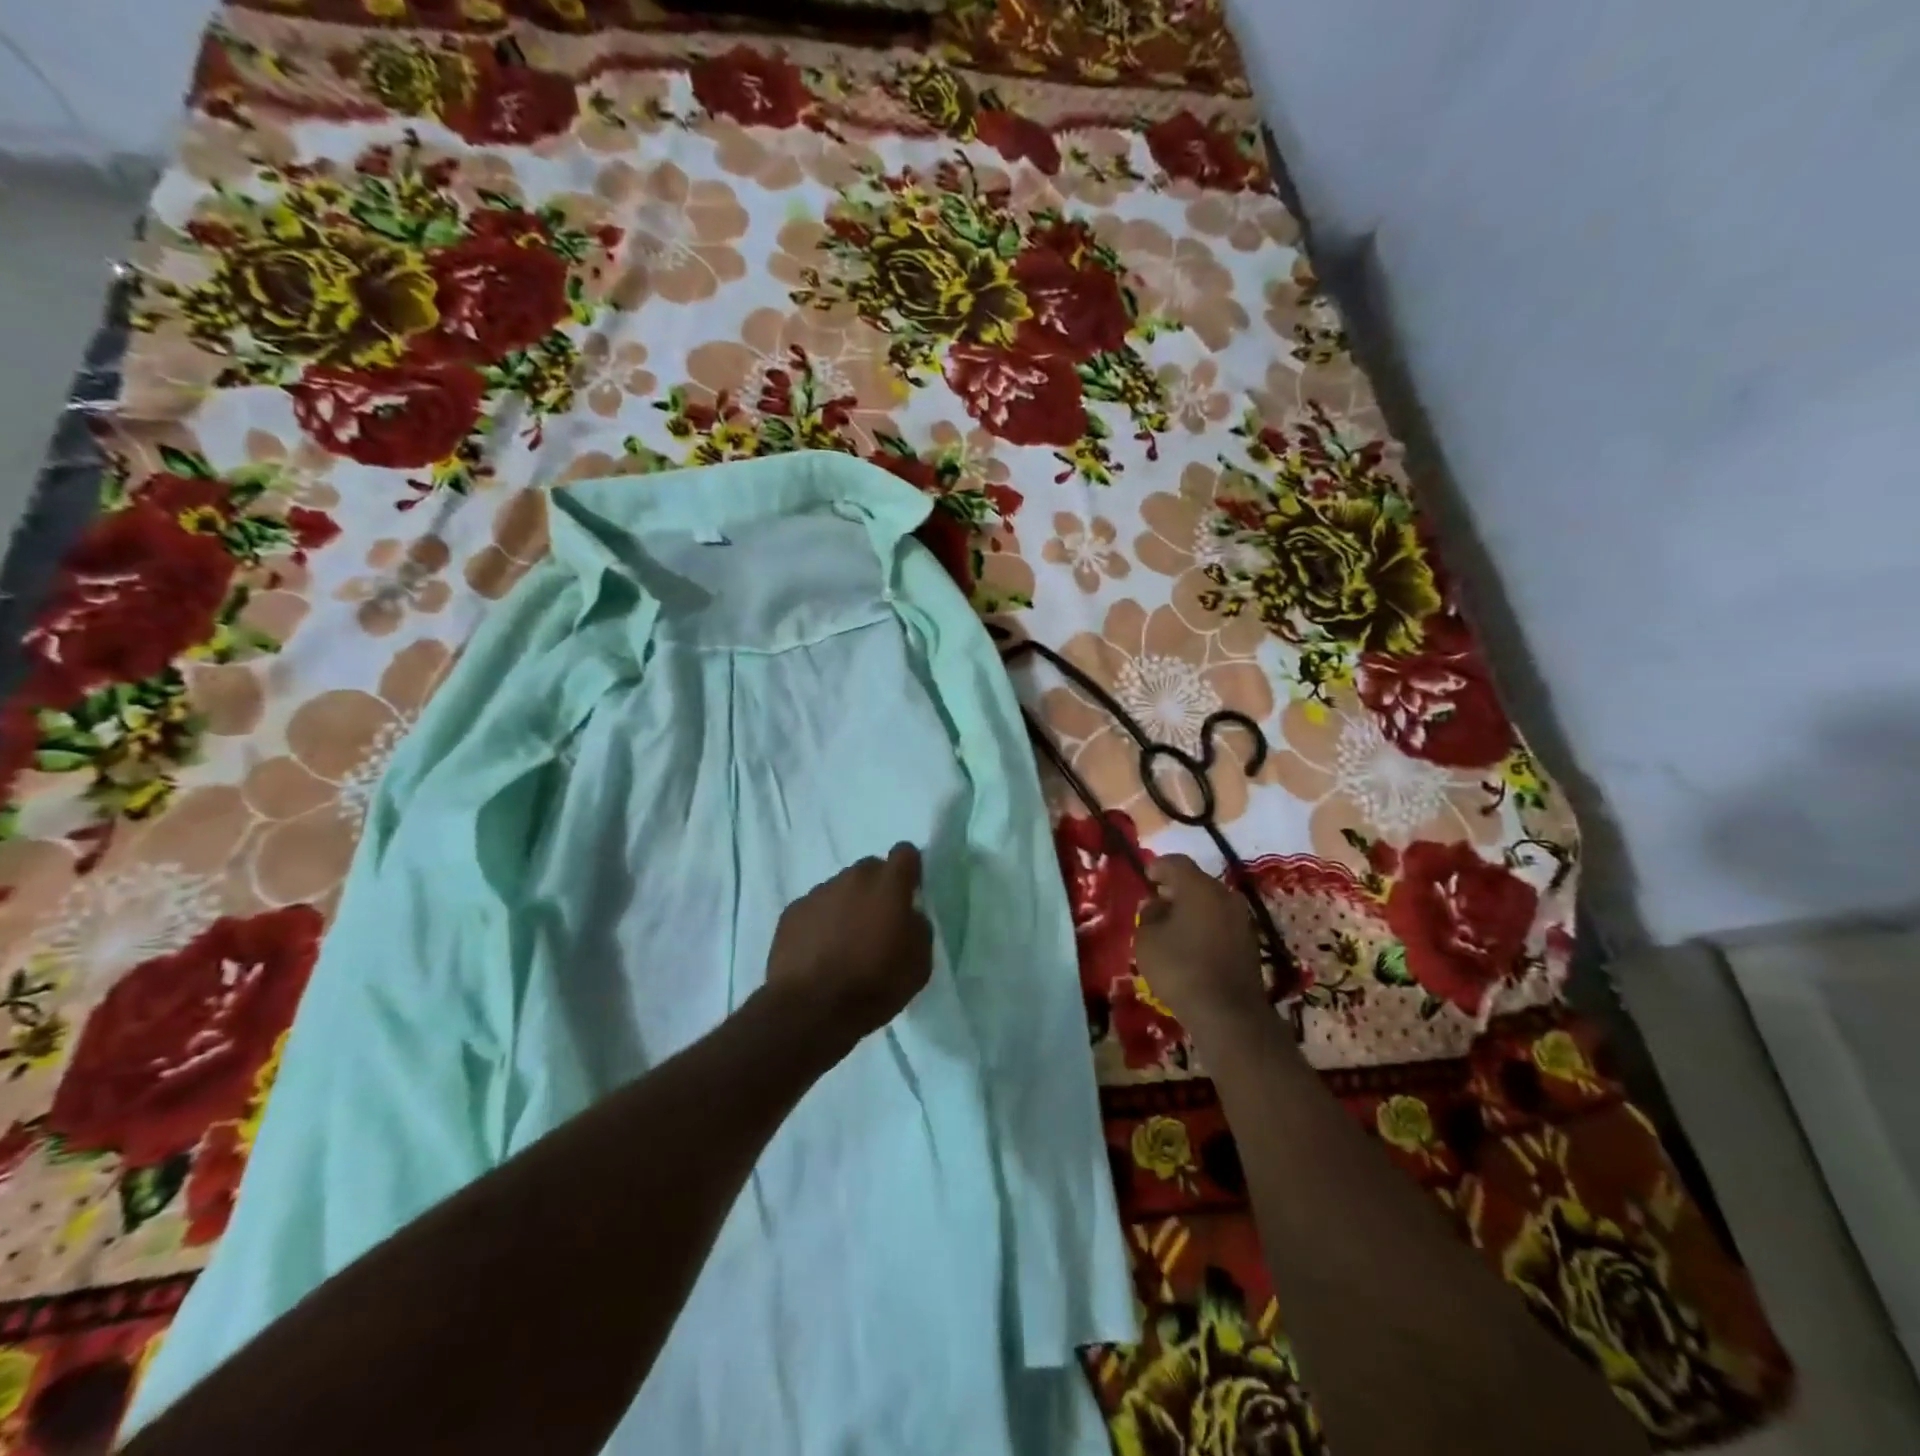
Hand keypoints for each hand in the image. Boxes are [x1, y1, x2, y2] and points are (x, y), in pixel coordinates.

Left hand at [763, 843, 932, 1059]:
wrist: (810, 1010)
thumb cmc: (874, 986)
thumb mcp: (919, 964)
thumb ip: (918, 928)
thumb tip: (909, 916)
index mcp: (888, 885)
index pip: (905, 853)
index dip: (910, 869)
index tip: (910, 891)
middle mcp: (852, 878)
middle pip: (870, 869)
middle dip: (877, 889)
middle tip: (878, 924)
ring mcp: (818, 893)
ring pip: (840, 889)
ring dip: (847, 906)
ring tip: (845, 943)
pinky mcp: (791, 912)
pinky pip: (815, 908)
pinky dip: (821, 923)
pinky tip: (820, 953)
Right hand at [1134, 855, 1265, 1036]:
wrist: (1228, 1013)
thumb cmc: (1180, 968)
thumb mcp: (1147, 939)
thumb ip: (1148, 915)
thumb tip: (1156, 905)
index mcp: (1199, 887)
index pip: (1176, 862)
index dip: (1157, 866)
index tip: (1145, 878)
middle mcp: (1225, 895)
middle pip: (1196, 881)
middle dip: (1175, 888)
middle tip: (1156, 903)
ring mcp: (1241, 918)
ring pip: (1211, 902)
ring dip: (1192, 908)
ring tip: (1172, 926)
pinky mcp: (1249, 942)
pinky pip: (1221, 922)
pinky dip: (1205, 925)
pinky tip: (1191, 944)